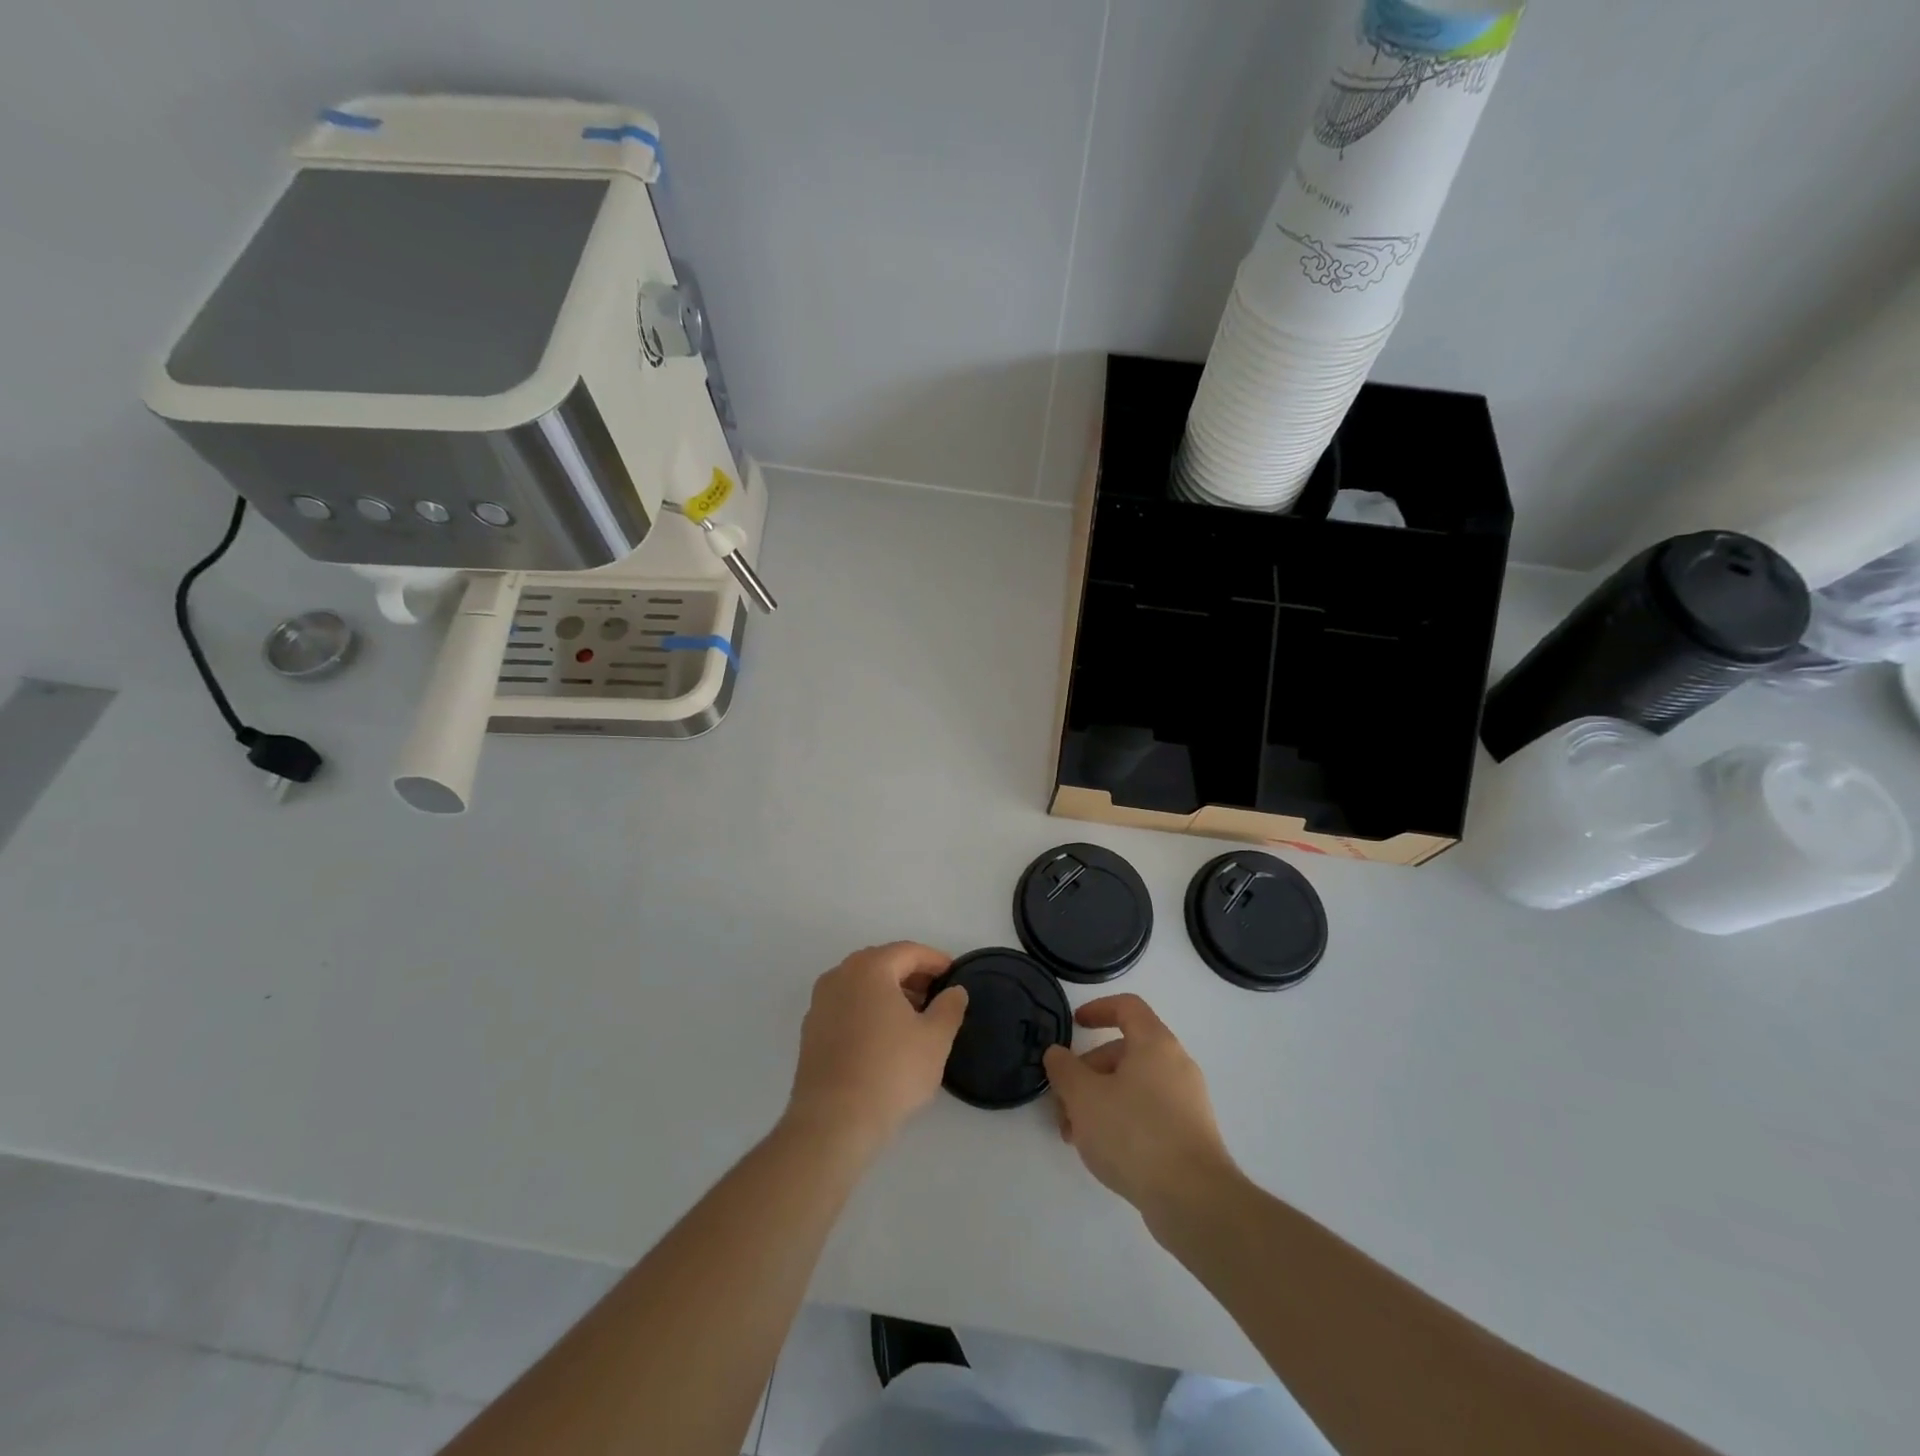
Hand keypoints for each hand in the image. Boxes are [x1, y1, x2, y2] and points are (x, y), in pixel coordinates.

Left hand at [786, 942, 968, 1155]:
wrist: (833, 1122)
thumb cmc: (891, 1071)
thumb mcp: (935, 1039)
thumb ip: (949, 1007)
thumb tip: (954, 991)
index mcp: (869, 968)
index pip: (908, 952)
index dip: (936, 961)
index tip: (955, 976)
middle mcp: (839, 976)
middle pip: (882, 963)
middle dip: (912, 975)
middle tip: (937, 995)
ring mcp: (820, 1003)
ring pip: (862, 985)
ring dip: (889, 993)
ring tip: (914, 1018)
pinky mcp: (810, 1031)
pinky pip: (846, 1006)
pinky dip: (868, 1010)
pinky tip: (884, 1038)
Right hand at [1043, 995, 1239, 1224]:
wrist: (1194, 1200)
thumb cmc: (1134, 1133)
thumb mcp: (1084, 1097)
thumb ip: (1064, 1069)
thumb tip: (1057, 1054)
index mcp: (1155, 1043)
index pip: (1127, 1007)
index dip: (1097, 1009)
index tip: (1074, 1025)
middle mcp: (1176, 1064)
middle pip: (1125, 1052)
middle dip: (1087, 1072)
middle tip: (1063, 1102)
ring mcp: (1187, 1101)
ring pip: (1133, 1086)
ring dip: (1099, 1101)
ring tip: (1075, 1135)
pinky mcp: (1190, 1134)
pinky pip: (1148, 1112)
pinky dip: (1121, 1120)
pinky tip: (1103, 1152)